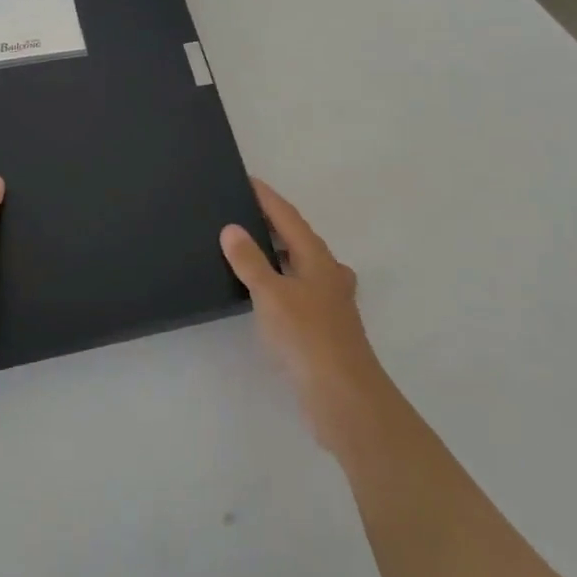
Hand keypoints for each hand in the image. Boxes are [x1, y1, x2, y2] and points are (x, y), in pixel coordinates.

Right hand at [221, 178, 386, 451]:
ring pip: (301, 264)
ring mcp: (330, 301)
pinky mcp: (324, 326)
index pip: (289, 216)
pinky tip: (264, 291)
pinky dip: (280, 279)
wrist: (344, 396)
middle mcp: (328, 273)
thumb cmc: (307, 337)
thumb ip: (250, 261)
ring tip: (248, 246)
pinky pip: (298, 288)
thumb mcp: (271, 294)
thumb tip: (232, 228)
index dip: (267, 198)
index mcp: (317, 258)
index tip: (247, 180)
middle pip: (299, 237)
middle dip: (273, 222)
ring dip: (277, 252)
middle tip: (242, 211)